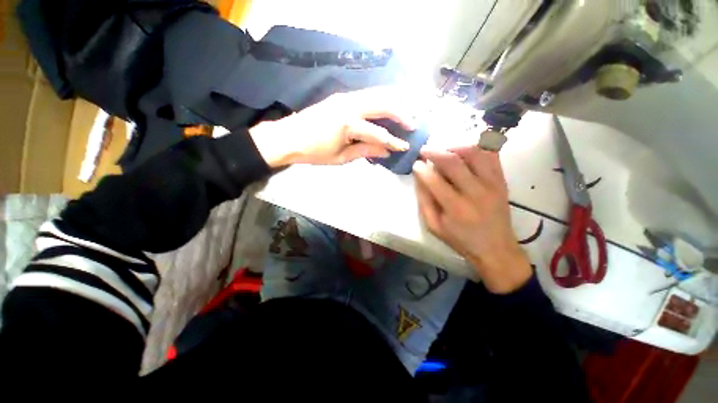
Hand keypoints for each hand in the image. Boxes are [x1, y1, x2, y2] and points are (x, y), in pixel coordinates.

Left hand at [249, 87, 413, 166]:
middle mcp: (349, 105)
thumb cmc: (313, 152)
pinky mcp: (341, 96)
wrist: (288, 137)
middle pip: (382, 104)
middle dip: (401, 113)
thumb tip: (386, 151)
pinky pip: (367, 94)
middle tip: (413, 123)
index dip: (393, 141)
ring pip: (376, 94)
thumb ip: (365, 151)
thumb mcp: (340, 158)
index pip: (378, 133)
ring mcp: (345, 97)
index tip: (405, 146)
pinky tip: (388, 105)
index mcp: (347, 124)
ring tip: (406, 112)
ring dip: (394, 101)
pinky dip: (381, 98)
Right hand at [412, 146, 531, 292]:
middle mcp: (476, 192)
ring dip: (455, 147)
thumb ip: (424, 201)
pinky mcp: (502, 181)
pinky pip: (491, 155)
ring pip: (474, 152)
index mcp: (456, 208)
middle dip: (434, 152)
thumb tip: (419, 177)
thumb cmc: (460, 240)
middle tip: (424, 151)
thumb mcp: (434, 226)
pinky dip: (477, 148)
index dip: (421, 168)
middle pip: (453, 161)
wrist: (495, 249)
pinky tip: (464, 152)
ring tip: (444, 150)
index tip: (415, 164)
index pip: (434, 180)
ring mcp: (492, 184)